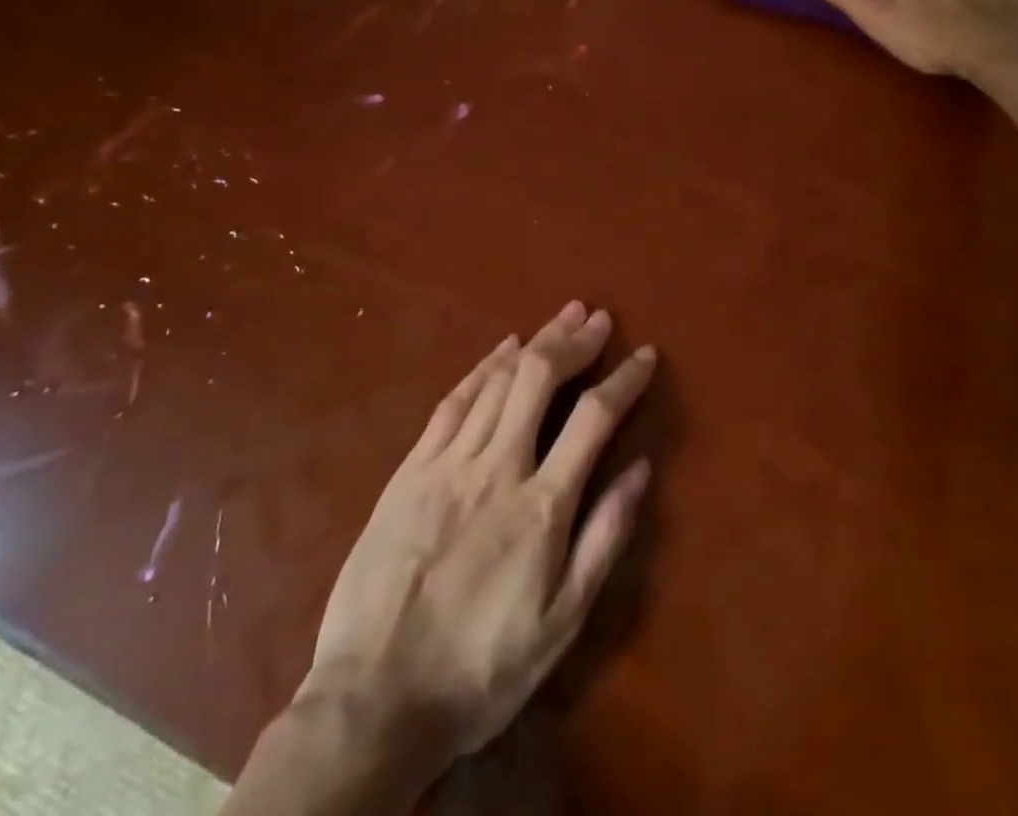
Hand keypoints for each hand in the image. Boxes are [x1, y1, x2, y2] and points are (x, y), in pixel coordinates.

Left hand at [305, 303, 655, 776]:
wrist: (372, 702)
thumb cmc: (480, 669)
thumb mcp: (561, 623)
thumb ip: (604, 539)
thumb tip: (641, 470)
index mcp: (541, 506)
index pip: (593, 418)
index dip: (624, 380)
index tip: (644, 355)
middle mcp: (497, 467)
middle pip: (541, 379)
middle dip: (575, 341)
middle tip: (598, 317)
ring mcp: (447, 463)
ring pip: (499, 381)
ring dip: (536, 341)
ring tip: (564, 315)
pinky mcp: (409, 470)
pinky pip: (452, 402)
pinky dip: (483, 367)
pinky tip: (503, 348)